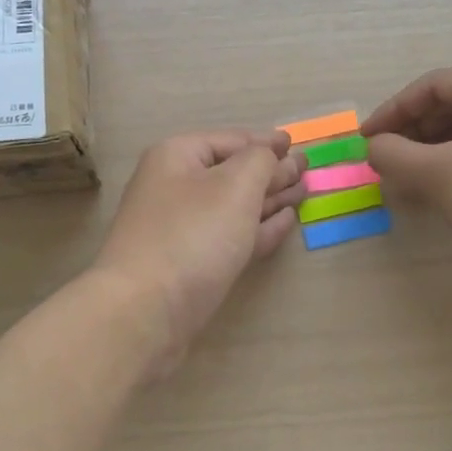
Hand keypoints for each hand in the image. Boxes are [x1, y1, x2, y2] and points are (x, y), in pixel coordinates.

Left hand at [91, 130, 306, 376]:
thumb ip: (261, 161)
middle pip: (231, 172)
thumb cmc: (192, 235)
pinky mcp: (190, 263)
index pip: (231, 140)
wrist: (145, 311)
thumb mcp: (235, 186)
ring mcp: (180, 228)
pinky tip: (284, 223)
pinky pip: (230, 236)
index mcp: (177, 156)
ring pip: (233, 206)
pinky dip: (258, 228)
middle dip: (270, 171)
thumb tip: (270, 155)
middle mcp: (175, 186)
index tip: (295, 144)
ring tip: (302, 194)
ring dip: (269, 199)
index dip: (265, 141)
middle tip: (306, 171)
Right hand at [363, 67, 451, 301]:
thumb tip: (374, 148)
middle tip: (384, 158)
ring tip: (404, 174)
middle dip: (413, 131)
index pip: (436, 85)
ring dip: (430, 148)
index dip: (393, 110)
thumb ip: (393, 153)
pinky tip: (434, 186)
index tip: (366, 138)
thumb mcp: (437, 173)